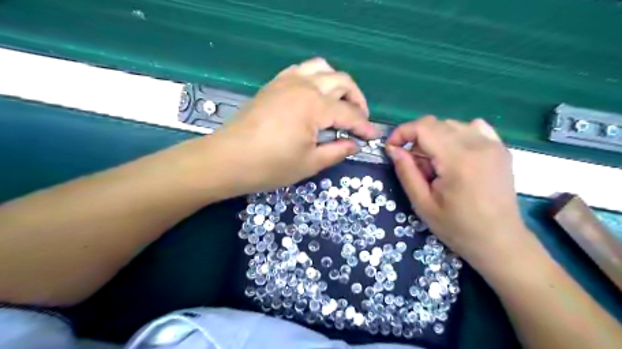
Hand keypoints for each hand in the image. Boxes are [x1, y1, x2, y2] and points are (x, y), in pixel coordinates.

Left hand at [205, 57, 378, 195]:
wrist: (227, 159)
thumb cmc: (270, 166)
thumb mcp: (309, 163)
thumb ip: (337, 151)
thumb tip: (354, 144)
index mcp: (314, 106)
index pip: (349, 113)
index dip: (364, 126)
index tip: (373, 136)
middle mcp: (304, 86)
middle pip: (342, 82)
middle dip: (357, 100)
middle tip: (360, 120)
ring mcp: (287, 81)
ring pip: (322, 68)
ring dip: (338, 83)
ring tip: (340, 103)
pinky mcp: (274, 84)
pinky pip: (301, 70)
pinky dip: (316, 77)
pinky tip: (315, 95)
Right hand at [388, 115, 526, 265]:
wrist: (500, 241)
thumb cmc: (458, 228)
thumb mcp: (423, 204)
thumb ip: (406, 172)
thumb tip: (393, 149)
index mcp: (457, 159)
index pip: (423, 127)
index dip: (402, 133)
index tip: (392, 149)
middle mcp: (477, 144)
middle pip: (435, 124)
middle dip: (416, 139)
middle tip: (415, 166)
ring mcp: (493, 144)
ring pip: (451, 125)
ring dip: (434, 138)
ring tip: (435, 164)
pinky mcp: (500, 148)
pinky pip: (473, 128)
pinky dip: (456, 135)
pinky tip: (455, 154)